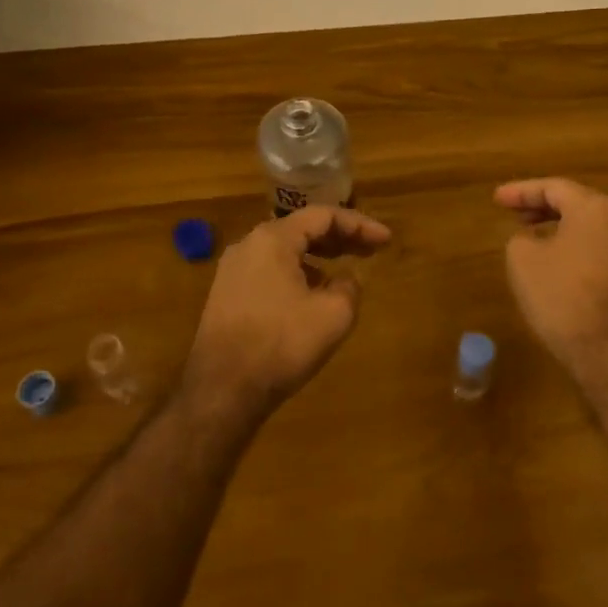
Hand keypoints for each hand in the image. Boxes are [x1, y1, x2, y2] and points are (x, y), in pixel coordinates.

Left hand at [183, 206, 391, 421]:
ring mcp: (233, 271)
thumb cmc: (281, 344)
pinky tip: (312, 294)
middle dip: (340, 237)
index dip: (360, 225)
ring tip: (344, 269)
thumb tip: (344, 280)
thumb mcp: (334, 315)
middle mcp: (249, 245)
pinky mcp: (226, 295)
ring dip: (318, 255)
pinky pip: (270, 270)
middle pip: (302, 228)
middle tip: (371, 249)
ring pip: (284, 250)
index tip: (386, 240)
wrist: (222, 391)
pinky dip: (297, 272)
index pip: (323, 216)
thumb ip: (349, 287)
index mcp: (273, 239)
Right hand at [496, 177, 607, 381]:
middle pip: (575, 203)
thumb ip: (521, 239)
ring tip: (530, 236)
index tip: (497, 199)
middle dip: (541, 206)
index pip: (553, 188)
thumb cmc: (562, 296)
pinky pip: (596, 248)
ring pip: (587, 227)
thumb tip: (533, 241)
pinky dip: (572, 246)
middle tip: (513, 213)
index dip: (521, 191)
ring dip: (557, 227)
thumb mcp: (523, 261)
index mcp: (594, 209)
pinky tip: (554, 263)